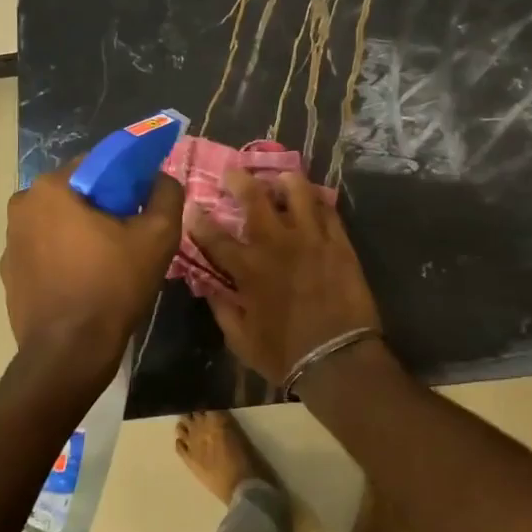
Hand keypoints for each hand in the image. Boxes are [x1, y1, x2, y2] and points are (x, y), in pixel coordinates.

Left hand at [0, 165, 185, 392]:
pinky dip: (64, 254)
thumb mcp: (158, 236)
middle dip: (104, 204)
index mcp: (52, 187)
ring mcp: (10, 240)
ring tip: (111, 259)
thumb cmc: (113, 286)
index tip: (144, 202)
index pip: (98, 163)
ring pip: (59, 220)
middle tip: (132, 232)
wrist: (69, 353)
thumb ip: (166, 194)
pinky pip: (44, 249)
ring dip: (83, 230)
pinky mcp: (9, 272)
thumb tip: (161, 177)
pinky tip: (86, 279)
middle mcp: (23, 205)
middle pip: (76, 191)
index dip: (127, 178)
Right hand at [186, 170, 381, 387]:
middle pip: (255, 199)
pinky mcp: (339, 244)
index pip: (215, 237)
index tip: (191, 205)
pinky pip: (328, 211)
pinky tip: (314, 201)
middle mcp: (277, 244)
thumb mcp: (241, 340)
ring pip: (298, 193)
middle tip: (233, 172)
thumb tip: (209, 288)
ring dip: (285, 181)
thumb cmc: (285, 354)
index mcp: (248, 269)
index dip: (199, 220)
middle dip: (240, 180)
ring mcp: (311, 240)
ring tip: (281, 177)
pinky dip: (318, 202)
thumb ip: (222, 309)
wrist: (338, 359)